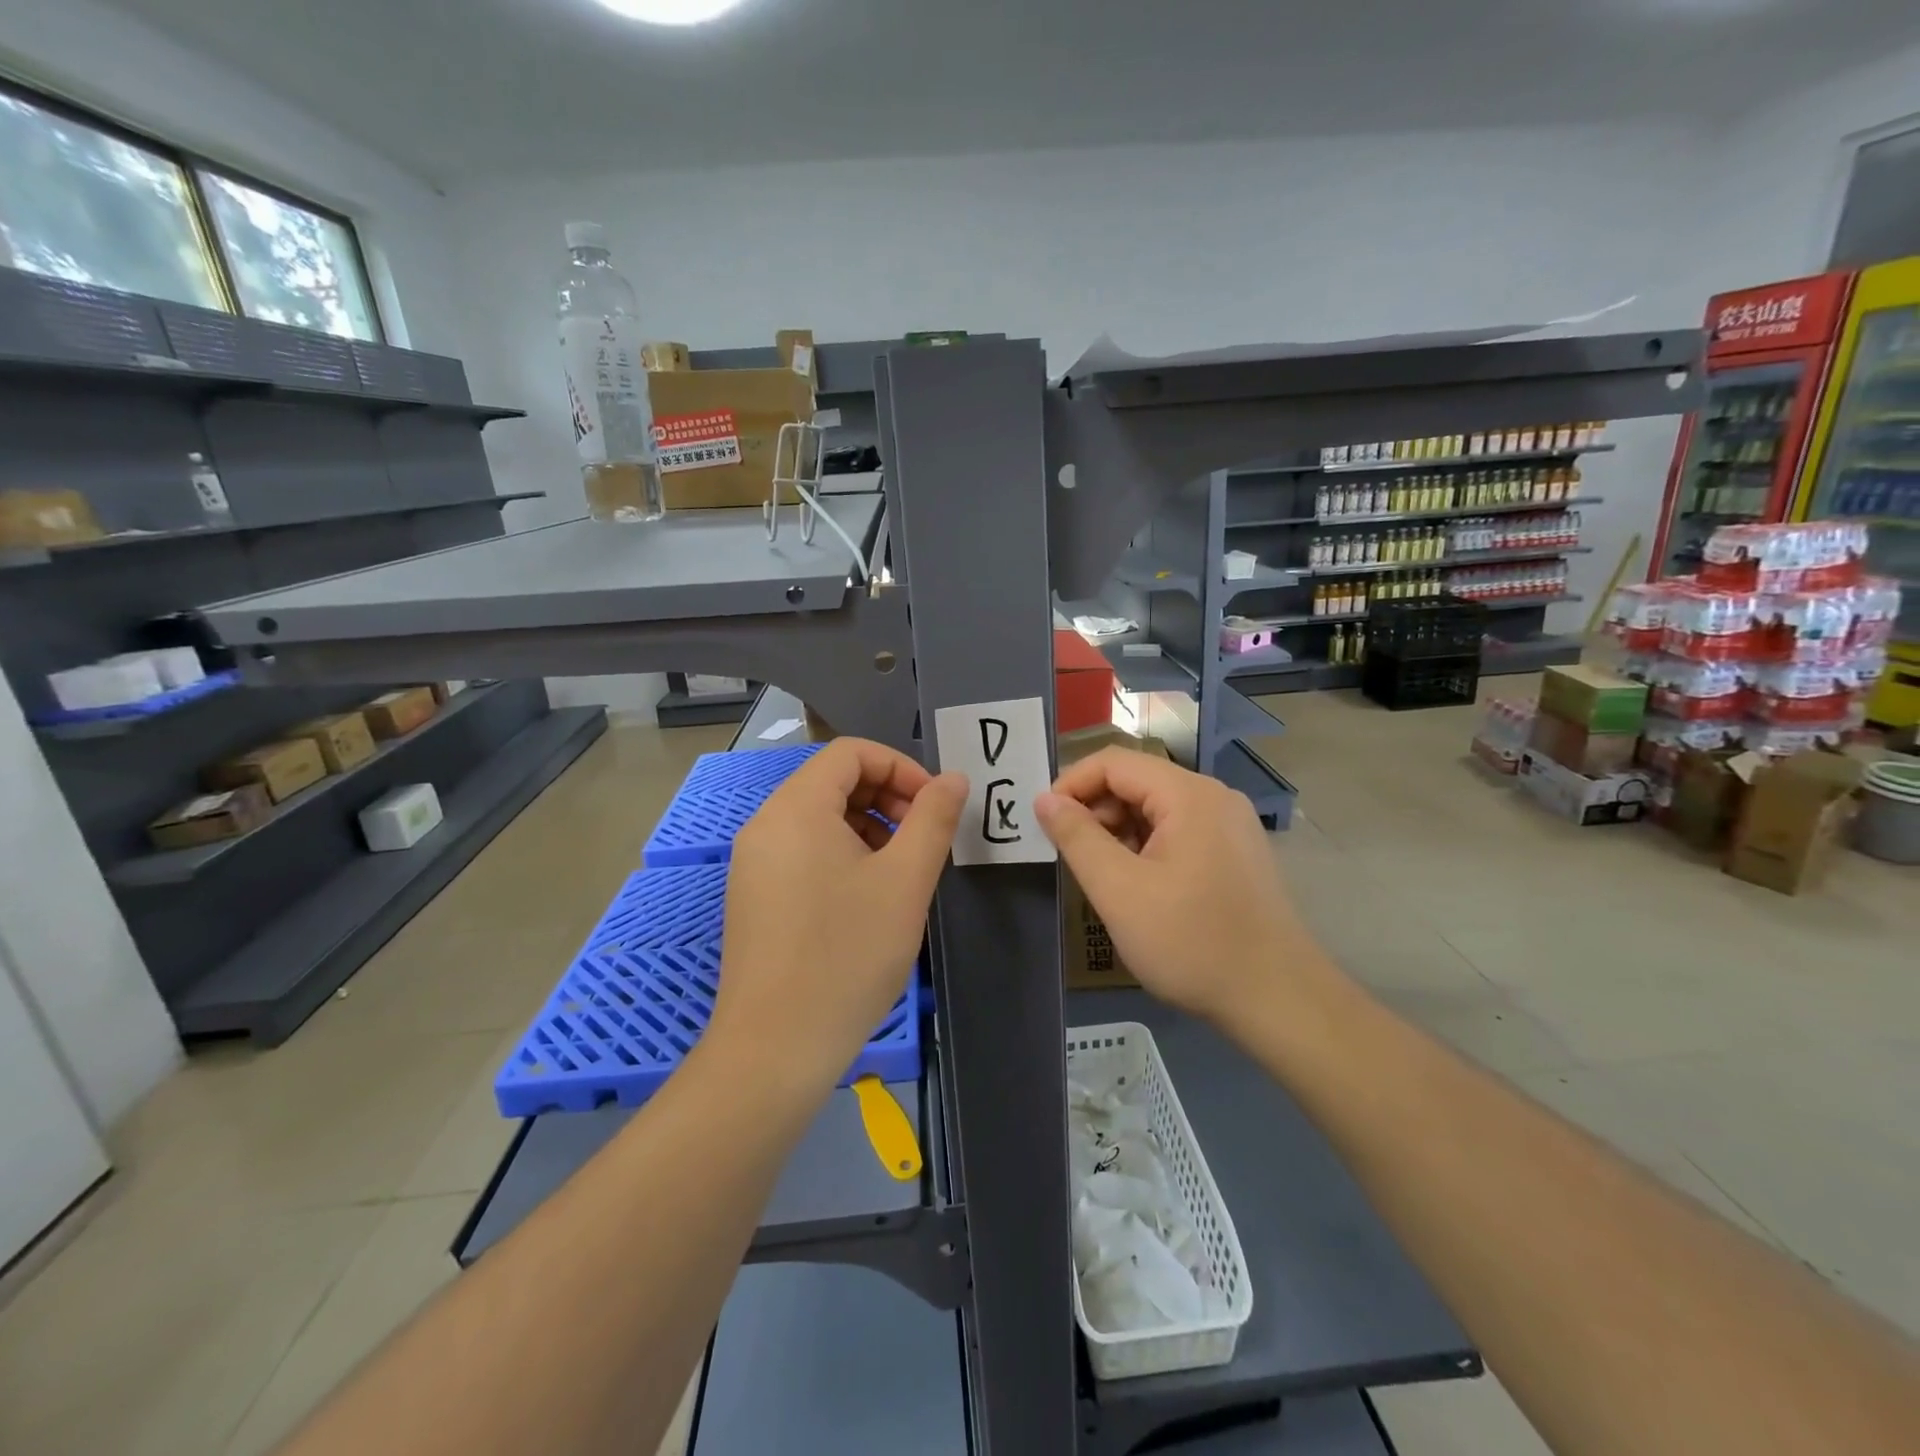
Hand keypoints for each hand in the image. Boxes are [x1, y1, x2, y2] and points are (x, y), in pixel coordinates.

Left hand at [709, 738, 965, 1096]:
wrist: (775, 1049)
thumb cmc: (847, 955)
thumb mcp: (905, 881)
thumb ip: (933, 819)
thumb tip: (952, 779)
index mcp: (796, 808)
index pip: (850, 753)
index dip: (901, 768)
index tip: (934, 807)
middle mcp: (766, 825)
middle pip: (833, 782)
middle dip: (887, 798)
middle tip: (924, 840)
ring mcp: (754, 863)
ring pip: (820, 819)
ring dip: (868, 828)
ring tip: (901, 872)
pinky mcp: (754, 897)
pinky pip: (803, 852)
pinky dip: (842, 856)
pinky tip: (868, 899)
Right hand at [1035, 748, 1326, 1025]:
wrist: (1278, 999)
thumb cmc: (1191, 942)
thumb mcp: (1119, 891)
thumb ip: (1077, 838)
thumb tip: (1044, 799)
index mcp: (1188, 795)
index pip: (1114, 762)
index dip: (1071, 785)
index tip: (1043, 823)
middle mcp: (1214, 797)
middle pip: (1137, 782)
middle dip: (1095, 810)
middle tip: (1070, 855)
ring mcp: (1230, 824)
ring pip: (1156, 808)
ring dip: (1119, 831)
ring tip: (1101, 875)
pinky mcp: (1236, 852)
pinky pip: (1178, 831)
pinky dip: (1146, 846)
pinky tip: (1137, 886)